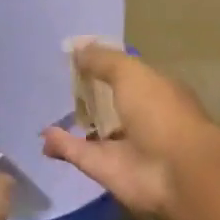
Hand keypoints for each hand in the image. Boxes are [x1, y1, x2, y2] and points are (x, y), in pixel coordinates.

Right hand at [41, 46, 219, 215]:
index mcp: (157, 91)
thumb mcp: (132, 74)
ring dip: (73, 124)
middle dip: (88, 97)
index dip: (105, 66)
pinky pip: (80, 153)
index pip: (128, 76)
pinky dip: (62, 145)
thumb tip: (77, 48)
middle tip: (58, 86)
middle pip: (110, 105)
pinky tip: (44, 135)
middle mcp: (143, 118)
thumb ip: (104, 61)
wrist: (176, 171)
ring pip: (94, 132)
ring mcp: (125, 146)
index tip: (77, 58)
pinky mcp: (107, 170)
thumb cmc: (160, 112)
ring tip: (45, 112)